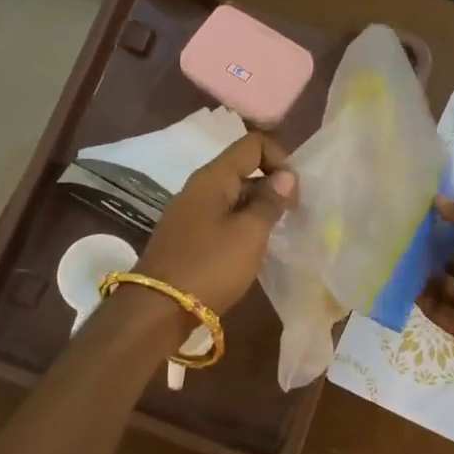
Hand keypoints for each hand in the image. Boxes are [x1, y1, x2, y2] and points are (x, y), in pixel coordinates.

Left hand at [136, 132, 295, 317]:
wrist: (158, 309)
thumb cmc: (210, 266)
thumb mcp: (249, 234)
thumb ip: (270, 202)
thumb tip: (285, 176)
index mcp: (213, 178)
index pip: (253, 144)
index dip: (280, 159)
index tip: (294, 194)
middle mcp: (198, 188)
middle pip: (243, 168)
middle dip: (272, 186)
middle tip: (291, 217)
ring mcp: (189, 212)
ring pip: (233, 196)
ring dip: (258, 209)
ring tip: (275, 236)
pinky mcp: (186, 236)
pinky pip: (221, 218)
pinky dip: (241, 226)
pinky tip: (251, 250)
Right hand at [418, 197, 453, 369]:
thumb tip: (437, 200)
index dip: (452, 224)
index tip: (424, 212)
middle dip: (433, 247)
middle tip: (405, 233)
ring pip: (441, 282)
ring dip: (423, 270)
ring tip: (399, 254)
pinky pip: (435, 308)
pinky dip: (420, 297)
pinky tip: (402, 281)